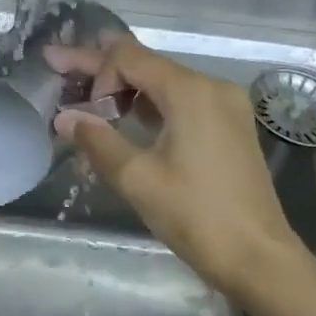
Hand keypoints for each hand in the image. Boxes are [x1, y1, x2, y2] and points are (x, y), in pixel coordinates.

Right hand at [48, 35, 312, 295]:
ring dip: (124, 88)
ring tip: (84, 94)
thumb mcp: (137, 178)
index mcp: (191, 91)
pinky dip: (149, 105)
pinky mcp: (229, 126)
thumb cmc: (196, 216)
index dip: (92, 68)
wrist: (258, 258)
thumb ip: (97, 140)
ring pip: (163, 83)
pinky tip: (124, 114)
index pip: (129, 57)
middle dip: (101, 68)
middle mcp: (212, 86)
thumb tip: (64, 117)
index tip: (72, 101)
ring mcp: (225, 106)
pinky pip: (181, 102)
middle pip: (146, 65)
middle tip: (57, 62)